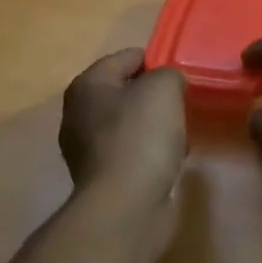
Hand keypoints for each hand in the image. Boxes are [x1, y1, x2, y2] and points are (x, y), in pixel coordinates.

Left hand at [58, 50, 187, 200]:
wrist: (126, 204)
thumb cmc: (141, 136)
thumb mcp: (163, 88)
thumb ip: (169, 74)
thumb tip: (169, 84)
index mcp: (87, 85)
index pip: (127, 57)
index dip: (157, 60)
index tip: (182, 74)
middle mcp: (79, 113)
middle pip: (126, 91)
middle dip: (156, 96)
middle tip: (182, 104)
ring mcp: (87, 148)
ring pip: (130, 124)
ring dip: (155, 126)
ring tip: (180, 134)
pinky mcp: (101, 177)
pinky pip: (132, 152)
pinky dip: (151, 152)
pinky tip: (170, 160)